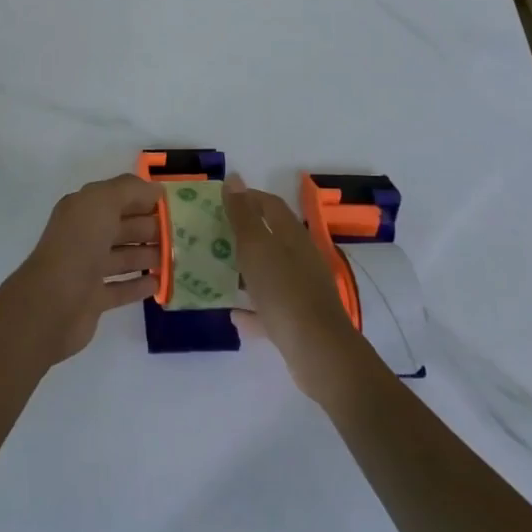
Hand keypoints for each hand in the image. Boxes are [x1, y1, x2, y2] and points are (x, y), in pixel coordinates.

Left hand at [14, 175, 161, 361]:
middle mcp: (83, 236)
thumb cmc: (78, 245)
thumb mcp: (102, 202)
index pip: (118, 198)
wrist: (52, 303)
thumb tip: (156, 189)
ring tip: (178, 257)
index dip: (144, 199)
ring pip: (123, 257)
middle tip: (185, 234)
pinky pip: (121, 288)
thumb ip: (130, 189)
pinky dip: (139, 284)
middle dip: (151, 228)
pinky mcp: (93, 299)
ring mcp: (87, 269)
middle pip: (123, 227)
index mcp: (83, 210)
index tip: (175, 205)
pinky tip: (160, 283)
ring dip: (149, 255)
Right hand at [223, 173, 368, 405]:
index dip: (246, 198)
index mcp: (292, 236)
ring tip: (217, 272)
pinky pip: (270, 306)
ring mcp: (302, 289)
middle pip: (270, 237)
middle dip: (242, 234)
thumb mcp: (256, 248)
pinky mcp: (299, 319)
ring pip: (270, 272)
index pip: (270, 205)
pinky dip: (252, 307)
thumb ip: (242, 215)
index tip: (219, 201)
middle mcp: (300, 258)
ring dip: (246, 270)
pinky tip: (234, 314)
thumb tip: (234, 178)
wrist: (319, 353)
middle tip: (212, 235)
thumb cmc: (284, 292)